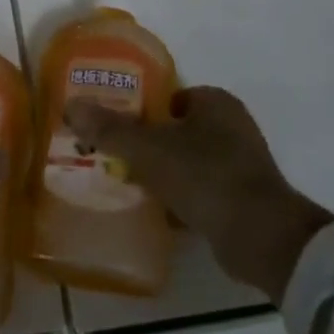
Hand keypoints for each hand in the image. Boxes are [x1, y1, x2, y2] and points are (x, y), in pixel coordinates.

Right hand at [65, 86, 333, 303]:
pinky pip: (203, 191)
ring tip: (131, 184)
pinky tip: (158, 212)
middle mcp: (233, 126)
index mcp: (215, 102)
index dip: (142, 110)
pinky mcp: (245, 199)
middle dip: (151, 143)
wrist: (262, 237)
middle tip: (117, 157)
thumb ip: (110, 128)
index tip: (116, 127)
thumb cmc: (205, 176)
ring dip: (166, 173)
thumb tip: (71, 105)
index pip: (170, 96)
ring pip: (190, 162)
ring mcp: (243, 164)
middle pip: (179, 129)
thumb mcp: (149, 149)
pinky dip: (183, 199)